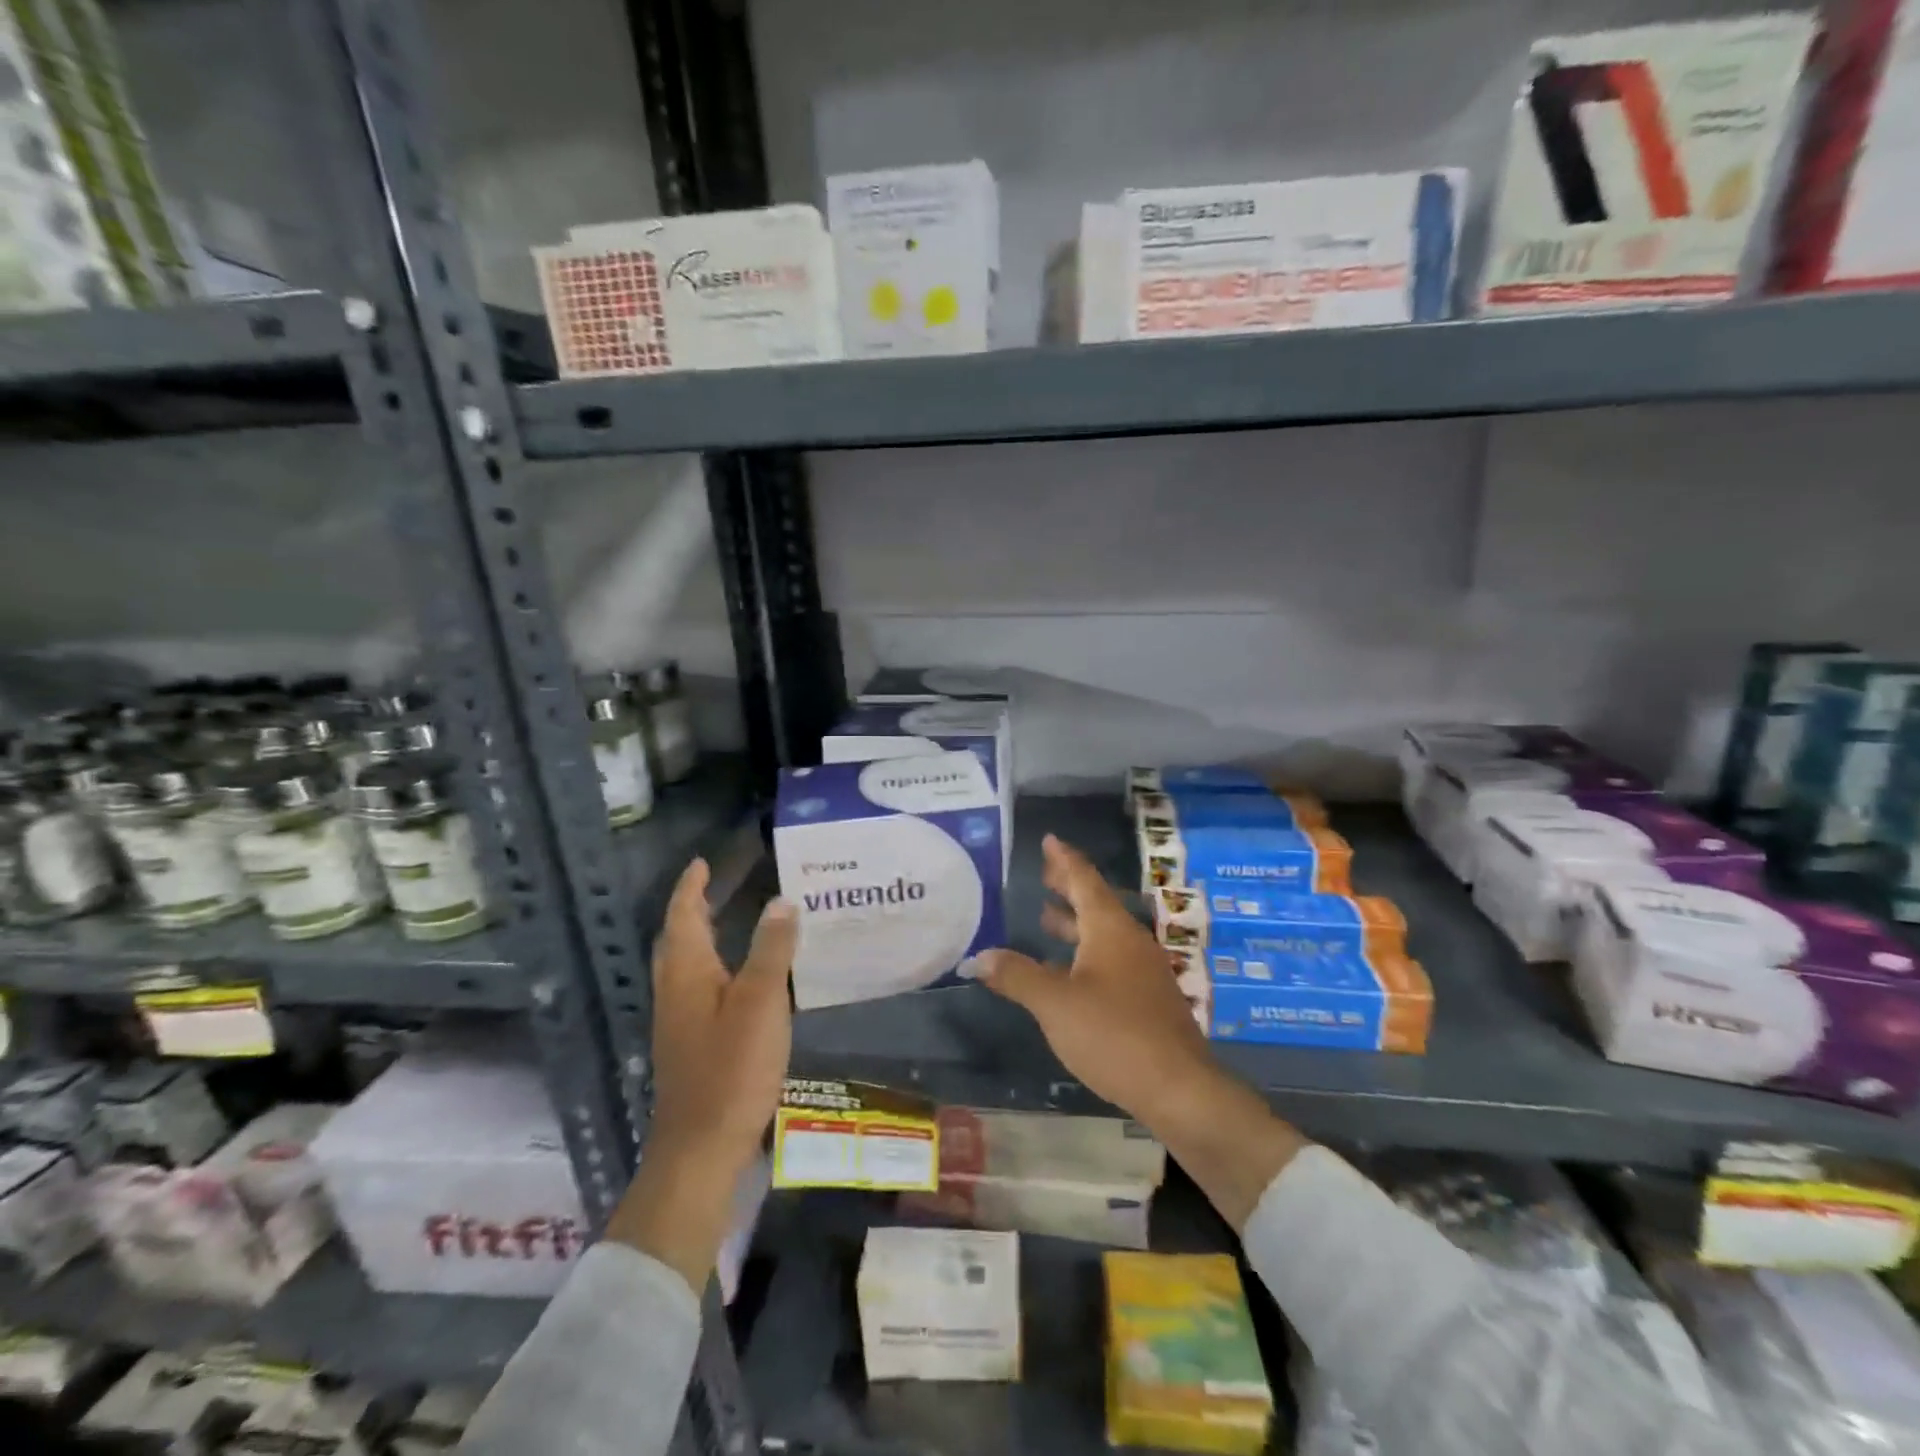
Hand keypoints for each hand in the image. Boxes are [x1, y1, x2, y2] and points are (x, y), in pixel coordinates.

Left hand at [606, 858, 796, 1291]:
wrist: (701, 1146)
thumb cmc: (732, 1068)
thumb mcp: (762, 1001)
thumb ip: (772, 949)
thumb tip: (781, 900)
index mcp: (686, 972)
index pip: (684, 915)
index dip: (691, 887)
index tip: (702, 862)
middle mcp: (674, 990)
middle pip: (677, 938)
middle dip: (692, 908)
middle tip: (716, 885)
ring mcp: (678, 1020)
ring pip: (684, 963)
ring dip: (700, 935)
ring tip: (727, 919)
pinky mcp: (689, 1043)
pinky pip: (695, 985)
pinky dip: (710, 964)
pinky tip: (736, 976)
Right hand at [981, 834, 1215, 1125]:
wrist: (1179, 1088)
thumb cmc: (1114, 1035)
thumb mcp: (1055, 1004)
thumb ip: (1017, 976)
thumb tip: (979, 956)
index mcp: (1110, 930)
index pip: (1084, 880)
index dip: (1064, 860)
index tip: (1050, 839)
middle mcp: (1130, 941)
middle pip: (1095, 903)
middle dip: (1068, 887)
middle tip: (1044, 873)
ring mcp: (1143, 970)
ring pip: (1103, 934)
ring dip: (1075, 922)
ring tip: (1047, 917)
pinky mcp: (1147, 998)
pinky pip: (1110, 959)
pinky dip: (1084, 952)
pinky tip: (1068, 972)